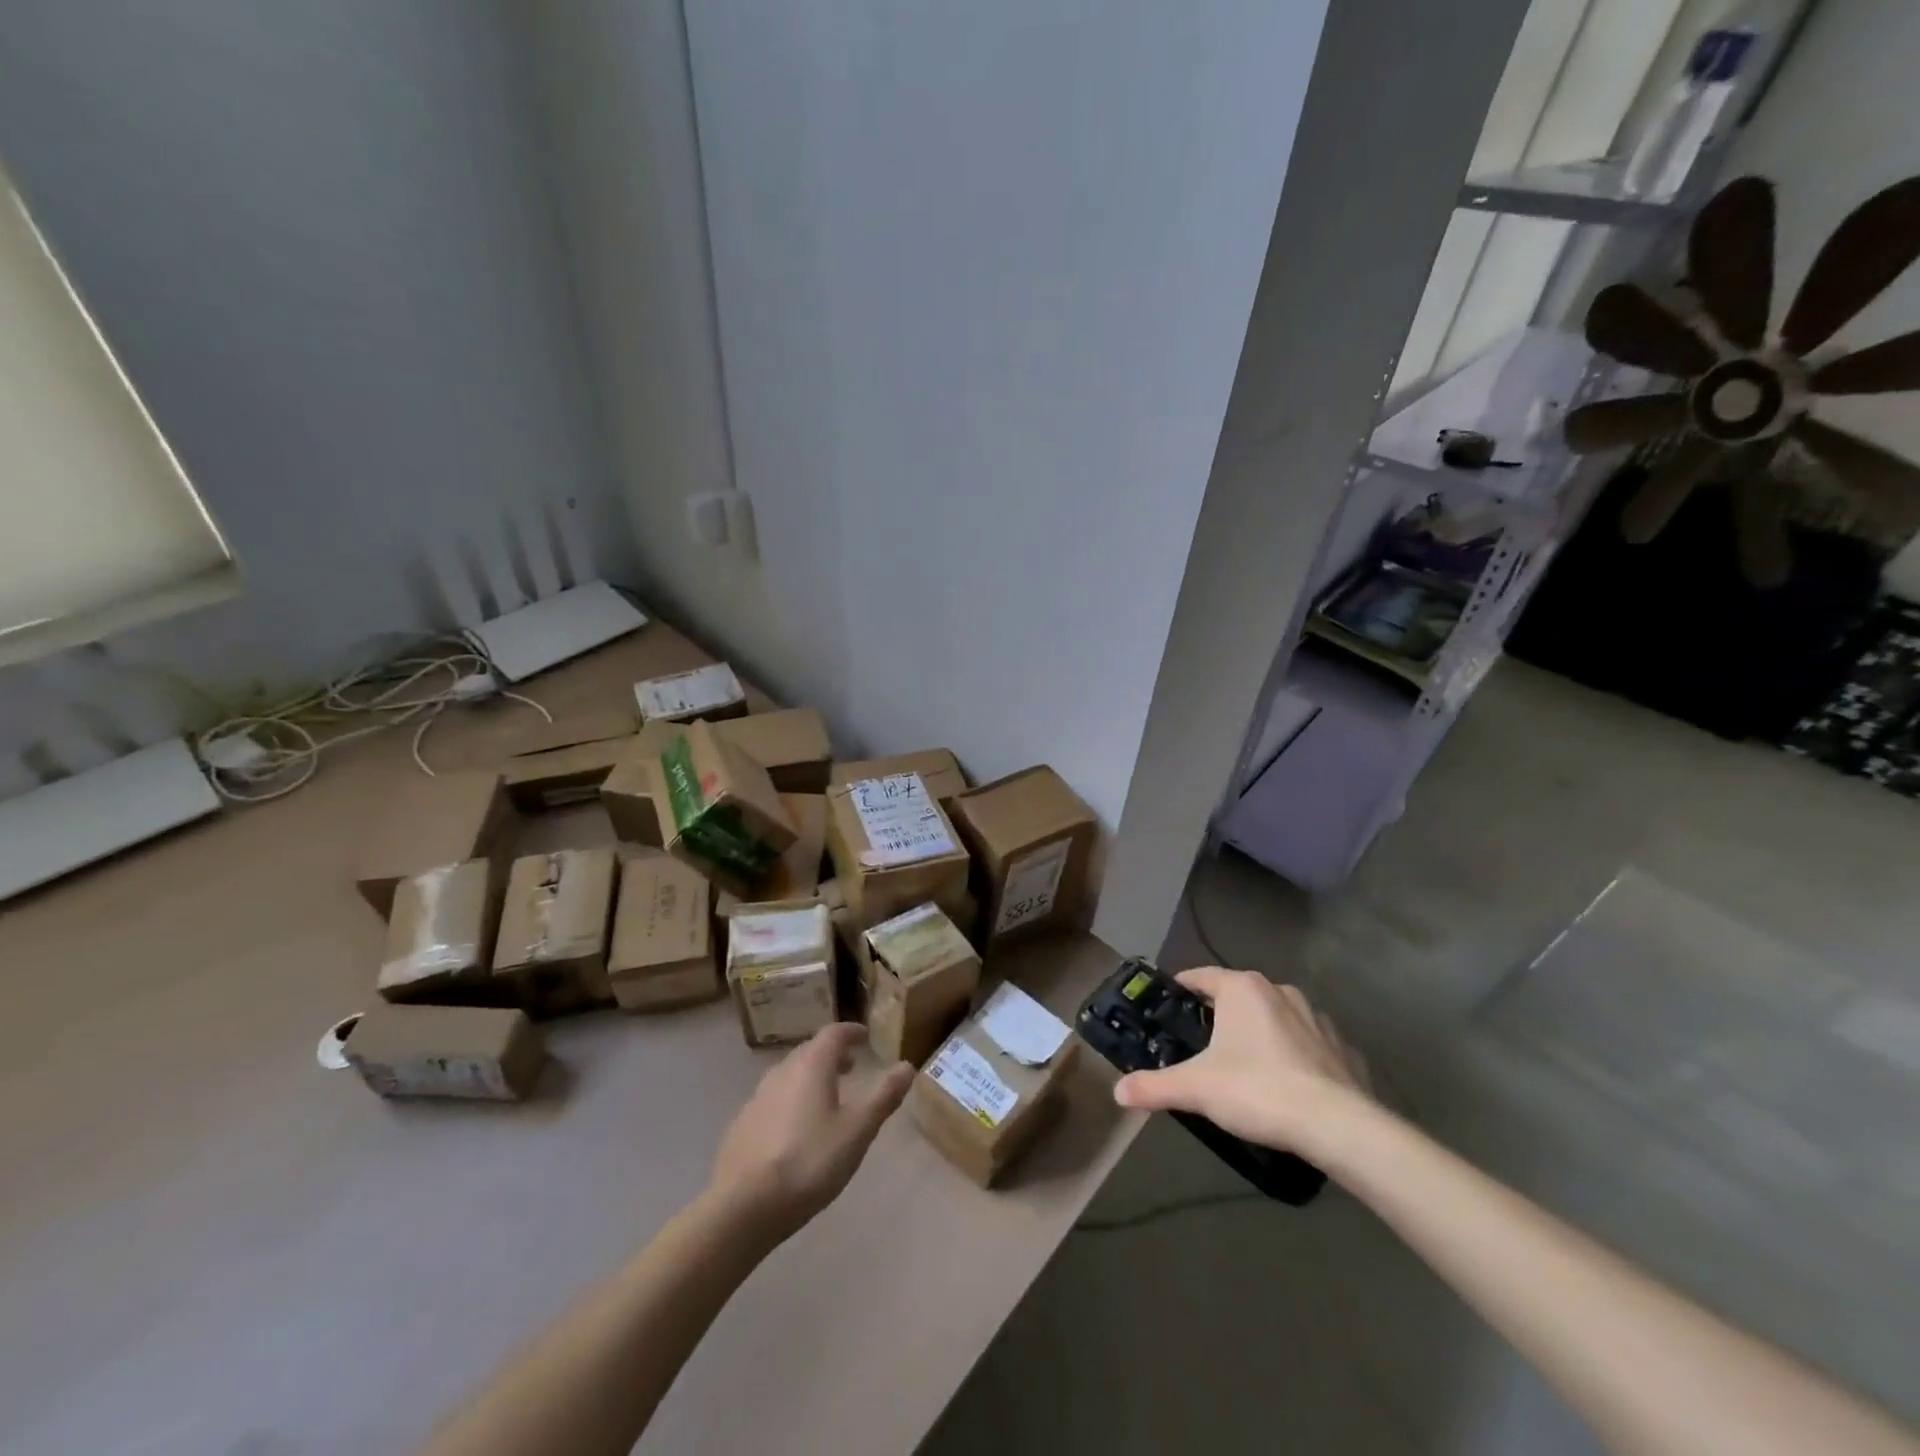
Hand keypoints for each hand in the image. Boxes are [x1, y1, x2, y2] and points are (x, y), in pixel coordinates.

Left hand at [707, 1023, 913, 1244]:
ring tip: (826, 1097)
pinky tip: (795, 1129)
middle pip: (809, 1051)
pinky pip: (772, 1100)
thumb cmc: (809, 1162)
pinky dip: (790, 1100)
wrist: (742, 1206)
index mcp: (811, 1066)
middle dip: (832, 1054)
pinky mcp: (741, 1126)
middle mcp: (782, 1072)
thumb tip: (907, 1065)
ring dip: (810, 1077)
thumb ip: (883, 1096)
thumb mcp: (857, 1130)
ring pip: (789, 1075)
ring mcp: (757, 1098)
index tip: (865, 1037)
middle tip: (851, 1066)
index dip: (851, 1032)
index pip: (833, 1033)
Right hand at [1112, 967, 1372, 1161]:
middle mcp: (1280, 991)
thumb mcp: (1196, 1089)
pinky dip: (1295, 1056)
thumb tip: (1117, 1091)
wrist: (1338, 1126)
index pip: (1201, 976)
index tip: (1167, 1006)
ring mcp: (1317, 1018)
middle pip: (1238, 996)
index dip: (1181, 989)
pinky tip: (1289, 1085)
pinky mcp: (1343, 1048)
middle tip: (1201, 1044)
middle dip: (1220, 1016)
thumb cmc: (1258, 1090)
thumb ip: (1154, 1086)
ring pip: (1276, 1017)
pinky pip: (1309, 1044)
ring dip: (1260, 1034)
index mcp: (1242, 988)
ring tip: (1245, 1066)